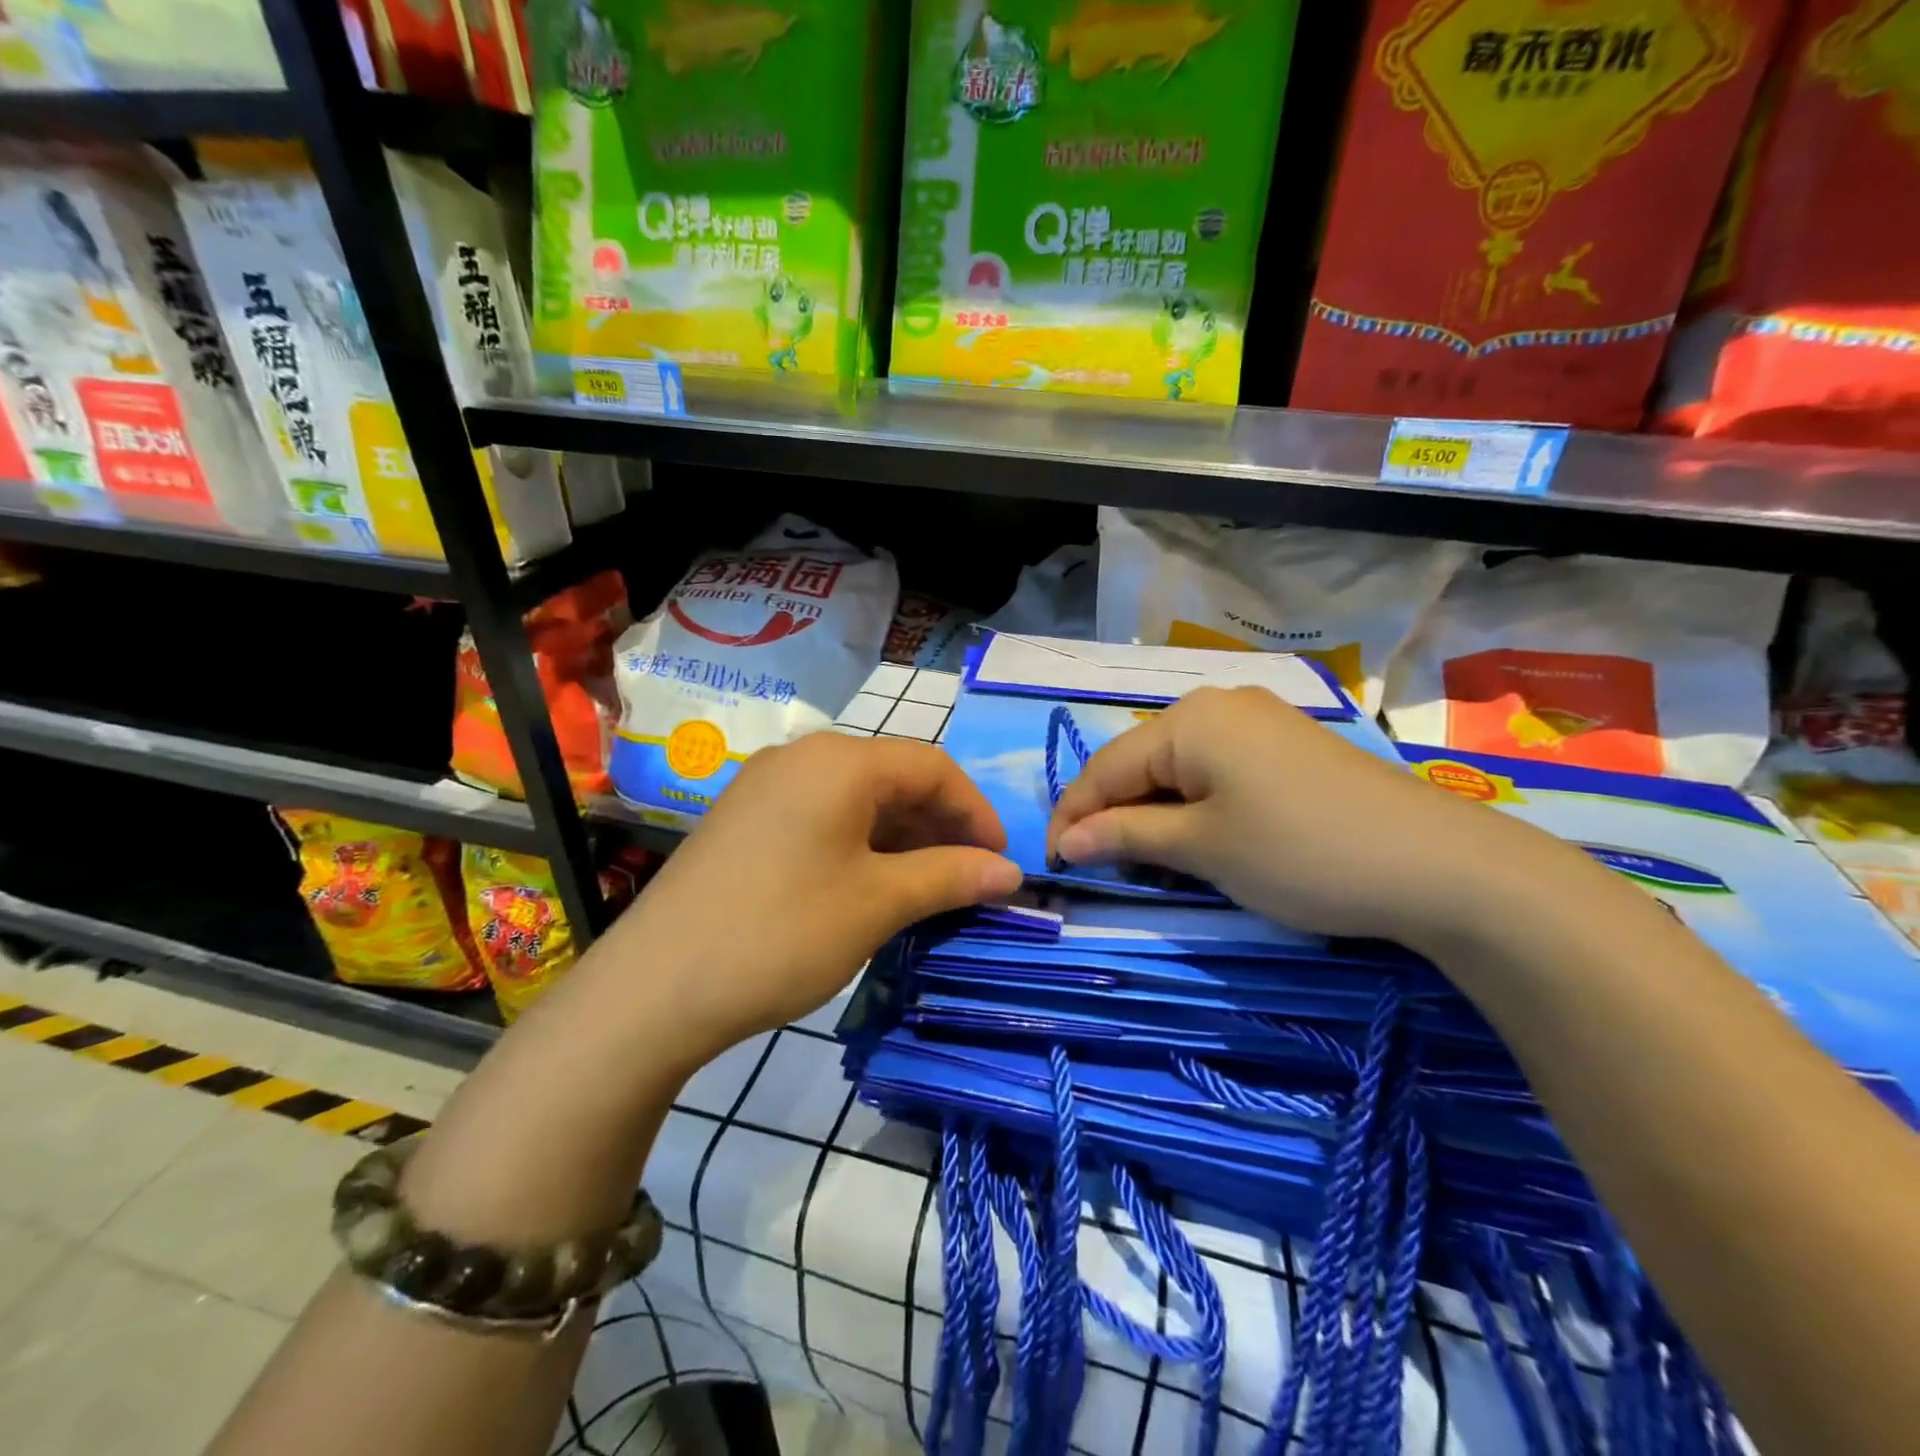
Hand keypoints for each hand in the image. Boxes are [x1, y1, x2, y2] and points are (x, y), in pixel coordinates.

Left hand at [604, 732, 1021, 1066]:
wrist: (653, 989)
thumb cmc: (782, 934)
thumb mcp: (878, 904)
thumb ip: (951, 876)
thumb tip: (1010, 873)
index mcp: (839, 761)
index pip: (933, 766)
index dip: (976, 811)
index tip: (1001, 862)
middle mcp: (802, 758)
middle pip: (894, 777)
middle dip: (941, 825)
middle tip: (970, 878)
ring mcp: (766, 786)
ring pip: (857, 799)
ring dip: (902, 837)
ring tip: (928, 887)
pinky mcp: (744, 820)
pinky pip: (822, 817)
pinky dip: (861, 844)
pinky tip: (872, 885)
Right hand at [1045, 686, 1562, 952]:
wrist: (1439, 865)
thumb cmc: (1301, 853)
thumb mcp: (1203, 848)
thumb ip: (1126, 837)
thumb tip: (1065, 843)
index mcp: (1189, 720)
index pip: (1106, 768)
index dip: (1074, 816)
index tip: (1054, 864)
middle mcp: (1219, 704)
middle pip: (1140, 762)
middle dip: (1113, 814)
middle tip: (1098, 867)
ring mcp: (1259, 721)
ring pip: (1178, 767)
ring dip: (1153, 812)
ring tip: (1144, 859)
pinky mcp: (1287, 746)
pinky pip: (1217, 770)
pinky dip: (1194, 805)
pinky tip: (1198, 836)